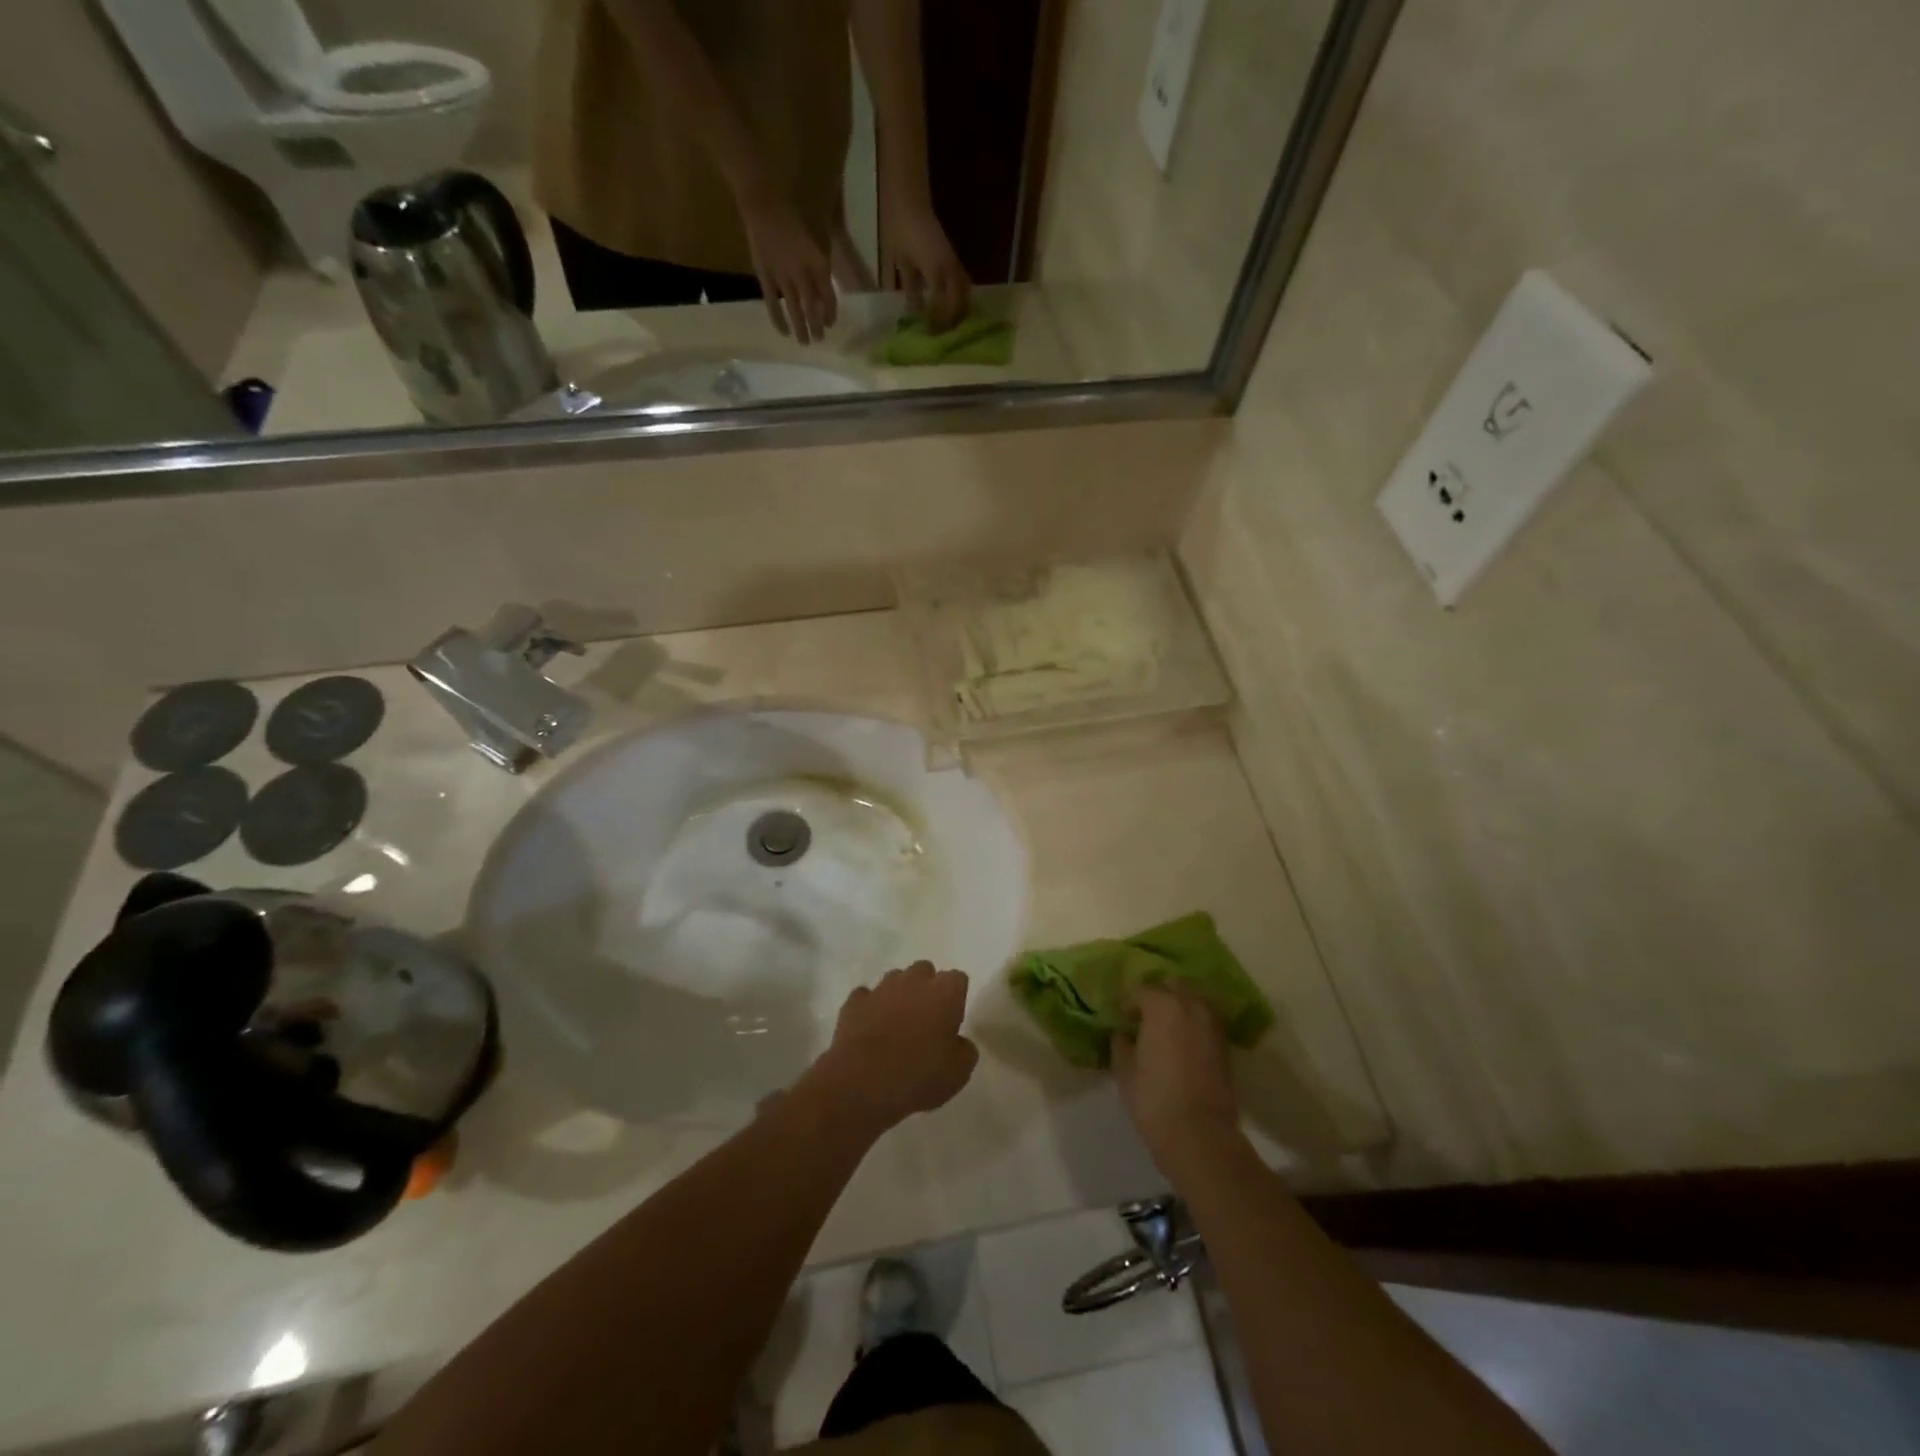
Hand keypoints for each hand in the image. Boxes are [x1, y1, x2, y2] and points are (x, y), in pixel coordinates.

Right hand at [740, 196, 836, 344]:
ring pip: (793, 310)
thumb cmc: (795, 209)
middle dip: (816, 326)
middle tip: (819, 340)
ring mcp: (782, 279)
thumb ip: (824, 255)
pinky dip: (778, 319)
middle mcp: (802, 276)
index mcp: (818, 264)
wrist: (763, 200)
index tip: (831, 323)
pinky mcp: (764, 277)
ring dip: (800, 328)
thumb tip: (828, 275)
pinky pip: (772, 304)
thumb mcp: (819, 229)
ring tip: (804, 343)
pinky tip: (783, 332)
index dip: (830, 312)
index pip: (828, 297)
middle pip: (811, 308)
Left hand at [809, 962, 978, 1133]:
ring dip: (898, 995)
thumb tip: (958, 1042)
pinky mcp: (854, 1001)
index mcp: (945, 992)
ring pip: (895, 980)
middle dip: (926, 988)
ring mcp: (881, 987)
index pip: (958, 979)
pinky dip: (870, 1008)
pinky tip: (870, 1028)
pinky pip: (866, 997)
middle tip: (925, 1019)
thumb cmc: (918, 1075)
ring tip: (896, 1024)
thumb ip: (964, 1050)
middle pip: (925, 971)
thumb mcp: (958, 1073)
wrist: (862, 1083)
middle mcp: (914, 980)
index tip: (952, 1018)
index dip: (956, 997)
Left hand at [881, 198, 970, 331]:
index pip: (941, 305)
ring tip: (951, 322)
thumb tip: (916, 311)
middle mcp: (949, 268)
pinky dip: (960, 295)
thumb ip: (911, 288)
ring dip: (961, 307)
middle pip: (959, 300)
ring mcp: (953, 261)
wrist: (909, 201)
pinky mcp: (953, 256)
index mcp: (935, 271)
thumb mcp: (902, 263)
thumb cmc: (901, 231)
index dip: (936, 321)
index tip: (930, 333)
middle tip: (942, 332)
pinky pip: (963, 280)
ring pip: (965, 290)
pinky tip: (953, 305)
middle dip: (952, 318)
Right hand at [1114, 986, 1241, 1181]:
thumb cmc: (1154, 1100)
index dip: (1129, 1003)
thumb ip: (1121, 1044)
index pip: (1142, 991)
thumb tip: (1123, 1034)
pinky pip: (1207, 1021)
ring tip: (1166, 1027)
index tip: (1121, 1018)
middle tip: (1145, 1015)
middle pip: (1174, 986)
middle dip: (1159, 994)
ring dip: (1180, 1006)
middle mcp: (1191, 1007)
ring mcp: (1212, 1025)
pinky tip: (1182, 1041)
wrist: (1200, 1135)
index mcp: (1163, 1006)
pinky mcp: (1225, 1045)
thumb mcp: (1125, 1071)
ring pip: (1195, 1000)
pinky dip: (1195, 1023)